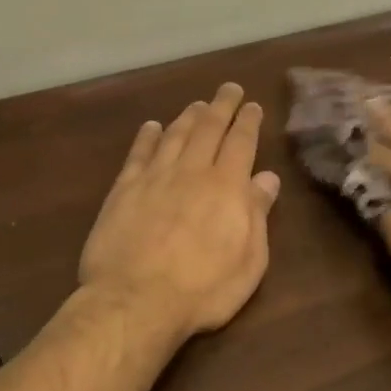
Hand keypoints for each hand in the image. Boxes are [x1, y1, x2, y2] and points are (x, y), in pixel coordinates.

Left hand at [79, 83, 281, 338]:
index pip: (241, 143)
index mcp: (226, 186)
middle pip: (208, 129)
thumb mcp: (249, 259)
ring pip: (174, 135)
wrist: (136, 301)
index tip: (252, 105)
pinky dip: (146, 137)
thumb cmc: (204, 288)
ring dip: (188, 117)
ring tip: (197, 105)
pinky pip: (138, 154)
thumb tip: (267, 178)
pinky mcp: (123, 191)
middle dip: (221, 106)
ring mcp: (154, 178)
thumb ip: (257, 214)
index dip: (248, 121)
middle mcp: (191, 172)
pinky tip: (151, 127)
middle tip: (229, 88)